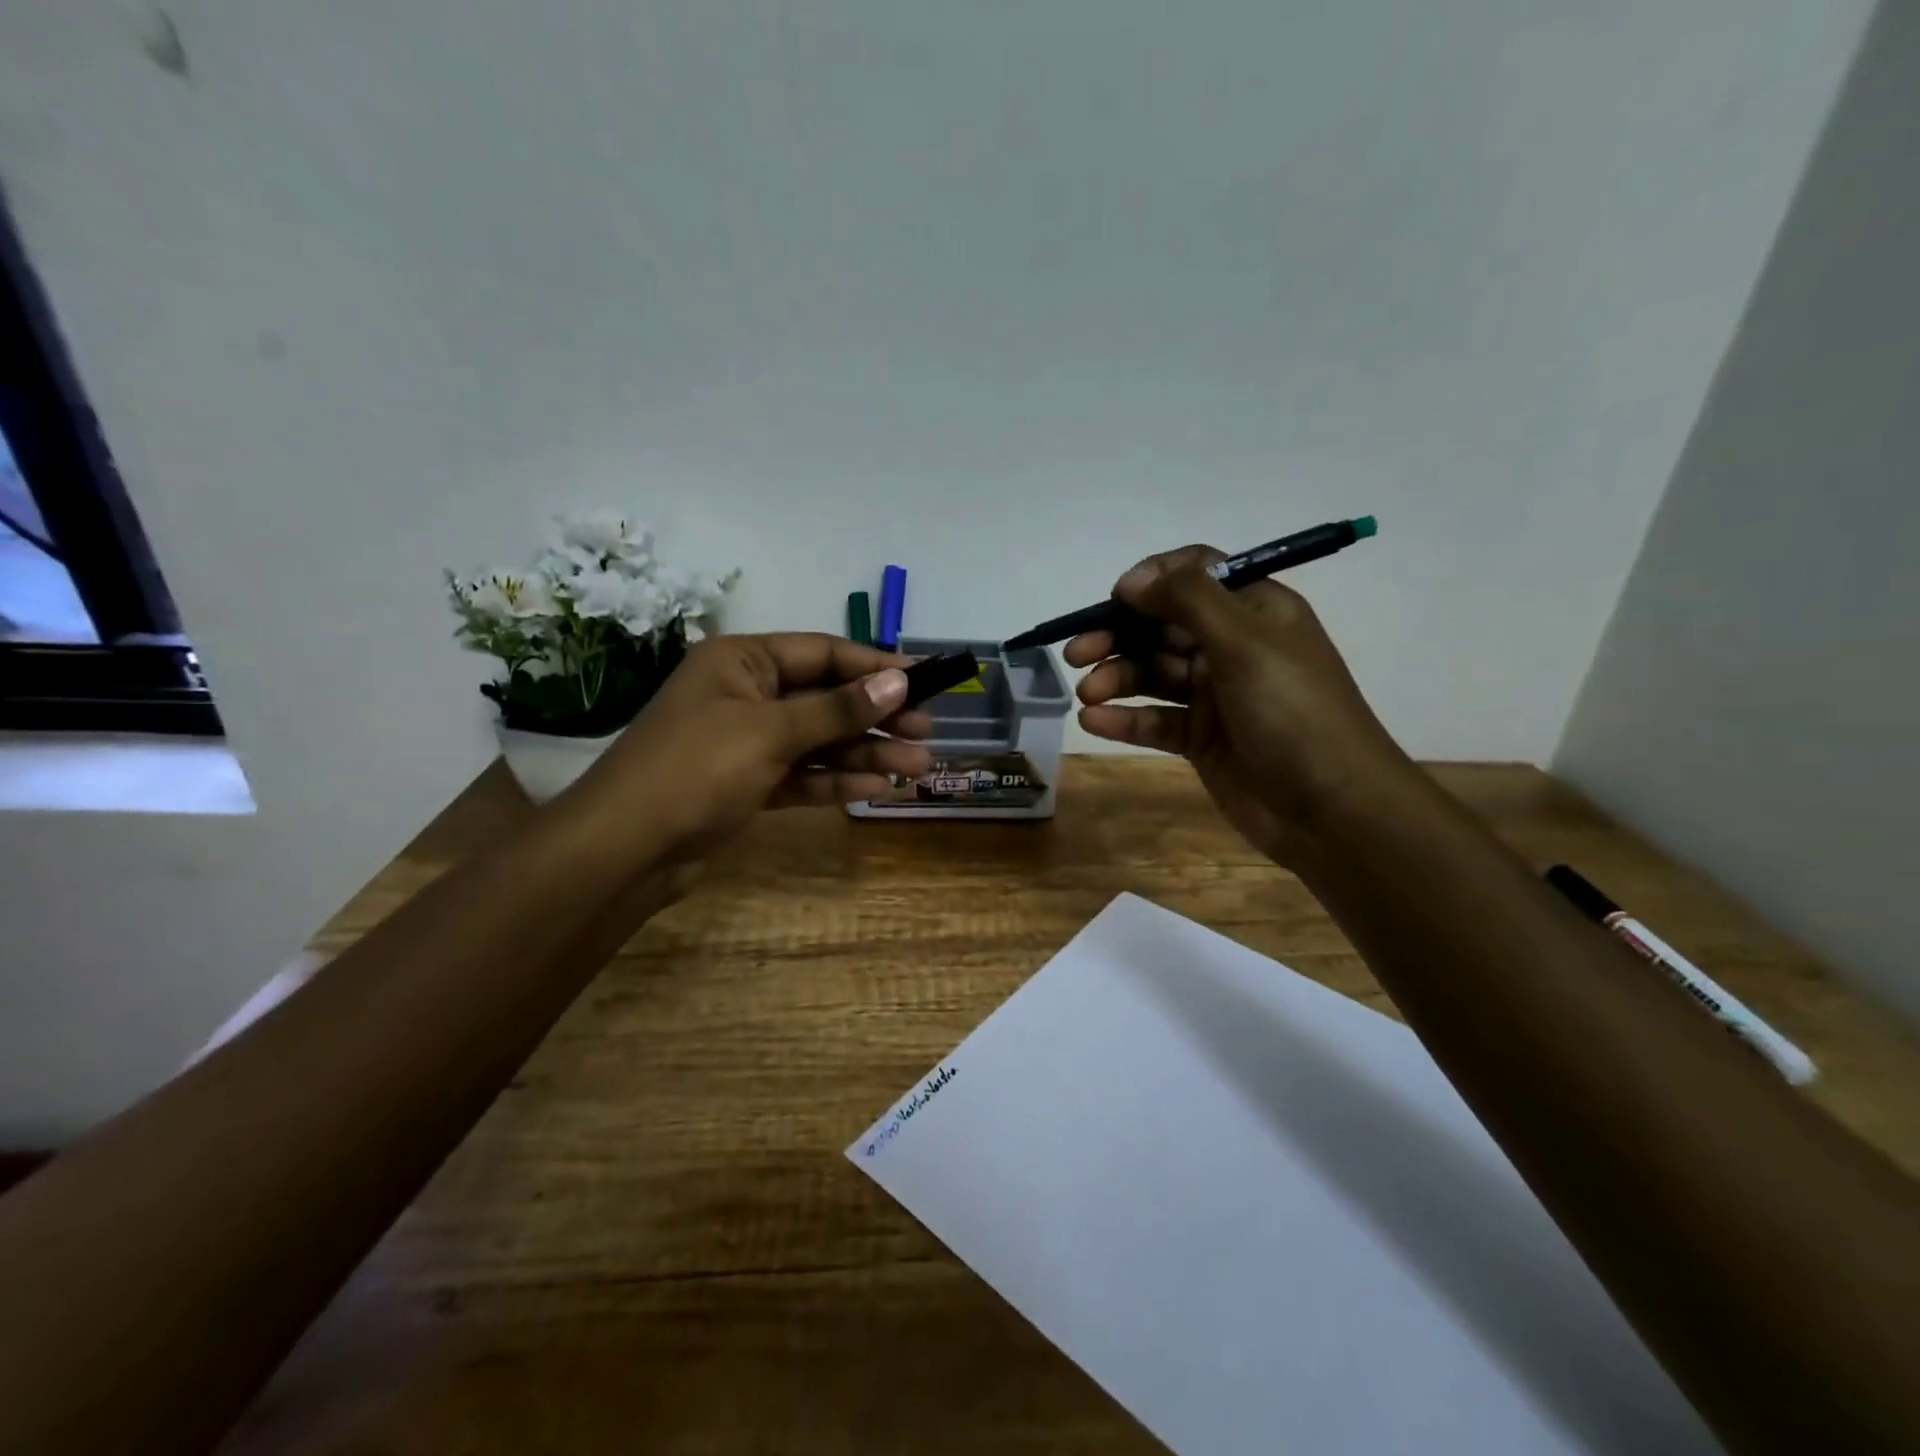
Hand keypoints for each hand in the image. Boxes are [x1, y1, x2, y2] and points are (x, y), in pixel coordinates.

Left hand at [566, 633, 933, 861]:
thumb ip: (837, 708)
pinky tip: (876, 788)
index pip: (823, 653)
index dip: (875, 666)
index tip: (925, 679)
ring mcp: (746, 742)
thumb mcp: (771, 731)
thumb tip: (900, 680)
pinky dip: (835, 781)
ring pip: (818, 741)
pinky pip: (801, 774)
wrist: (624, 850)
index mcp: (743, 661)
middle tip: (926, 732)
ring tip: (915, 766)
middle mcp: (746, 694)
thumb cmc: (695, 769)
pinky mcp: (747, 784)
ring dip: (864, 753)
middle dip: (875, 716)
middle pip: (825, 699)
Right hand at [1066, 546, 1418, 867]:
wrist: (1331, 810)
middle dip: (1118, 635)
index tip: (1116, 599)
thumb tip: (1133, 579)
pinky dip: (1124, 720)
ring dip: (1116, 679)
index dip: (1152, 580)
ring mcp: (1215, 695)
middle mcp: (1232, 647)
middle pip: (1162, 626)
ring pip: (1152, 675)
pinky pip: (1155, 720)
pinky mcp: (1200, 739)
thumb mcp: (1245, 643)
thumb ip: (1188, 600)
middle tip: (1077, 653)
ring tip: (1087, 695)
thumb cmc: (1293, 713)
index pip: (1196, 574)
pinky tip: (1094, 723)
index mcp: (1254, 611)